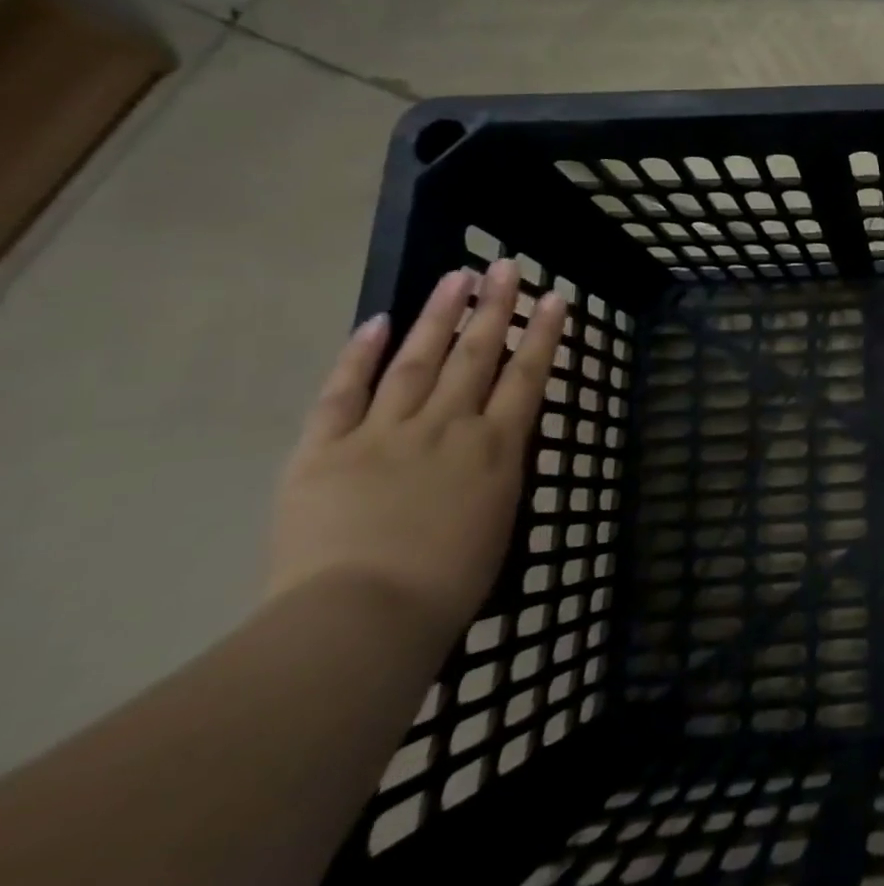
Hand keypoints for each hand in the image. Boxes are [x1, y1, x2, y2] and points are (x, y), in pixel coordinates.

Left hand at [266, 260, 567, 639]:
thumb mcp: (498, 520)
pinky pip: (343, 393)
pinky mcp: (325, 449)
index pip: (528, 376)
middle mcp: (447, 426)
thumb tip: (497, 441)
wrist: (362, 619)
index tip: (556, 298)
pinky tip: (378, 322)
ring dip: (440, 314)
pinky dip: (360, 355)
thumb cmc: (447, 584)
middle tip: (506, 266)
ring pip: (418, 360)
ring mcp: (385, 432)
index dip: (543, 334)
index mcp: (495, 448)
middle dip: (496, 307)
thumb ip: (498, 471)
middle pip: (476, 354)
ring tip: (457, 276)